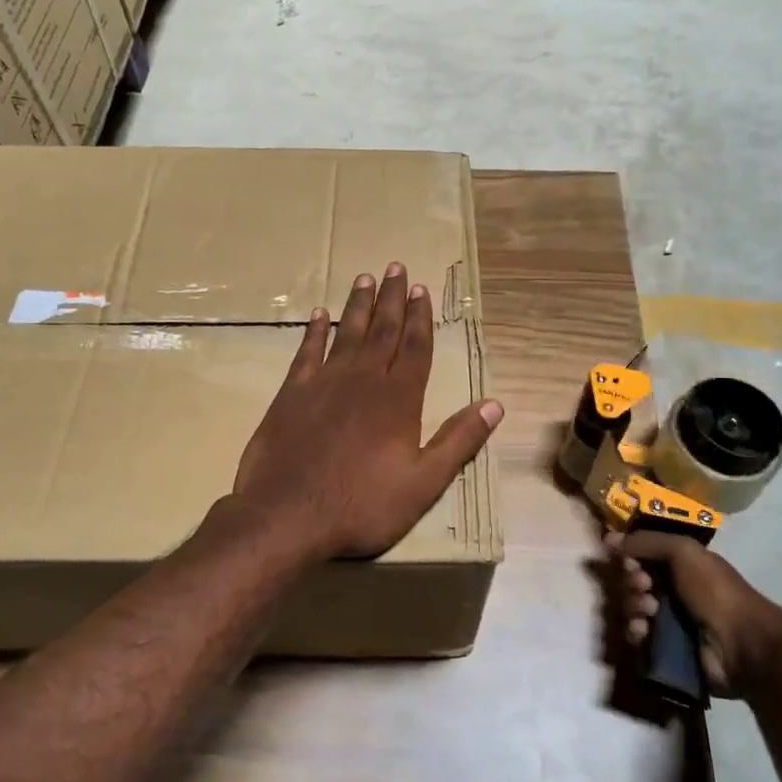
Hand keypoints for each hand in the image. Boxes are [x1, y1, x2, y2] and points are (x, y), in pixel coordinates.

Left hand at [233, 263, 503, 560]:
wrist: (287, 515)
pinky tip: (318, 313)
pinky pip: (306, 352)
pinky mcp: (292, 393)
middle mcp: (364, 380)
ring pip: (346, 333)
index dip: (420, 318)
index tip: (421, 289)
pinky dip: (313, 331)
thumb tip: (495, 405)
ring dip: (357, 304)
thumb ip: (459, 441)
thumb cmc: (361, 504)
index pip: (415, 347)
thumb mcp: (424, 483)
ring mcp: (324, 383)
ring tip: (365, 277)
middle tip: (395, 267)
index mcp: (399, 399)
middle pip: (382, 330)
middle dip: (391, 298)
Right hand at [608, 528, 781, 695]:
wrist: (741, 644)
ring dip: (632, 606)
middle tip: (643, 586)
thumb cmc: (714, 590)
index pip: (640, 555)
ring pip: (630, 608)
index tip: (626, 559)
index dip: (628, 556)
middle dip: (631, 582)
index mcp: (678, 565)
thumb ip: (646, 541)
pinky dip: (635, 631)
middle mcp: (670, 590)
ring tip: (648, 611)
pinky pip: (635, 637)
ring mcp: (666, 621)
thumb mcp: (684, 551)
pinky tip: (643, 631)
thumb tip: (610, 540)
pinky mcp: (662, 649)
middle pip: (631, 581)